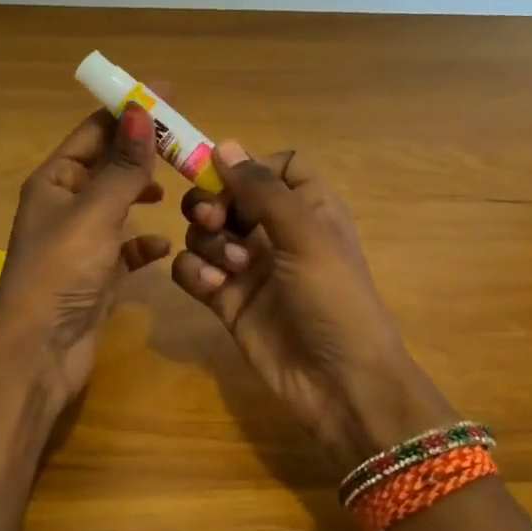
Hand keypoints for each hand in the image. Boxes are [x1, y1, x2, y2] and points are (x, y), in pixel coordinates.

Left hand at [0, 106, 172, 401]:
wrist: (38, 352)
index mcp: (55, 180)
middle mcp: (65, 205)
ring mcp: (80, 242)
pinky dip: (143, 242)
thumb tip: (140, 110)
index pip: (94, 130)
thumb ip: (122, 165)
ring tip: (178, 186)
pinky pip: (124, 248)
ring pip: (117, 205)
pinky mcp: (95, 275)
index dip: (128, 109)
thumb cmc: (61, 271)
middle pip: (109, 165)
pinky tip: (164, 243)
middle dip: (142, 152)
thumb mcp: (95, 212)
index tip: (167, 92)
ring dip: (143, 193)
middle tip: (186, 142)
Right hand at [171, 143, 454, 473]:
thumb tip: (224, 145)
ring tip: (231, 270)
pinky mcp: (227, 299)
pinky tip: (215, 291)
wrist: (339, 384)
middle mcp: (275, 231)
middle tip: (214, 221)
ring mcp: (248, 266)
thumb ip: (262, 189)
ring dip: (207, 242)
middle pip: (229, 194)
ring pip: (205, 230)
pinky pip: (192, 270)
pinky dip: (195, 274)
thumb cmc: (334, 299)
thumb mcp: (306, 235)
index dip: (251, 165)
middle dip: (213, 202)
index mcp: (307, 207)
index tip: (229, 175)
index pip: (277, 165)